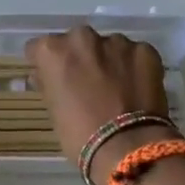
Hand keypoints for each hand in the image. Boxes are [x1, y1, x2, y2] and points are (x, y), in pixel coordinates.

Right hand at [24, 26, 173, 184]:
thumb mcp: (52, 109)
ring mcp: (117, 42)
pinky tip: (136, 88)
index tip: (52, 78)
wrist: (127, 147)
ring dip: (108, 60)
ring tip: (115, 87)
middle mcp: (82, 38)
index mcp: (53, 51)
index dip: (45, 64)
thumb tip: (45, 76)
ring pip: (108, 46)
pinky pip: (134, 54)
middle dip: (79, 57)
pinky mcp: (145, 51)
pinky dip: (133, 66)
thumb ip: (48, 84)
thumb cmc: (78, 133)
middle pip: (75, 42)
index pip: (39, 48)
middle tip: (86, 82)